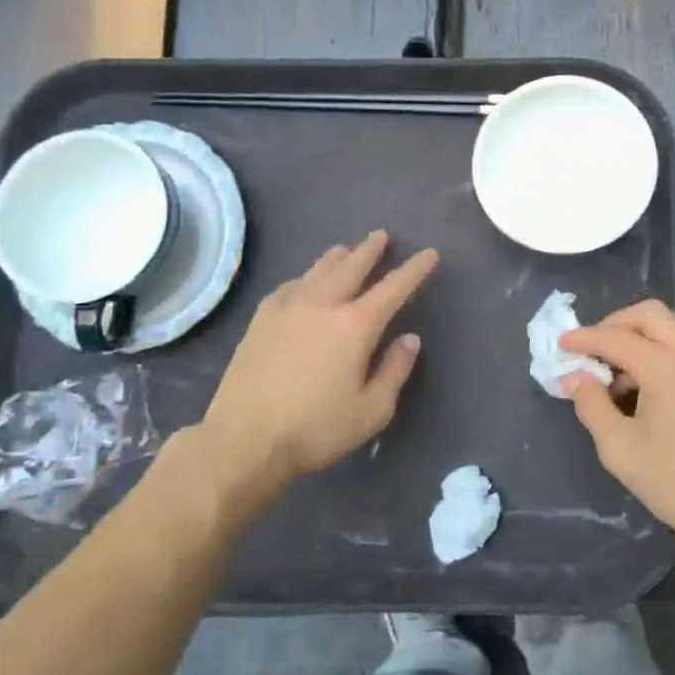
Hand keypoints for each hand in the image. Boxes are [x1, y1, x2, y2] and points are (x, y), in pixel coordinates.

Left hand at [167, 231, 438, 511]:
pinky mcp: (261, 319)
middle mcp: (323, 305)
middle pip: (352, 266)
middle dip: (371, 249)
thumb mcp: (372, 410)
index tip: (429, 253)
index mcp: (356, 325)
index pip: (394, 287)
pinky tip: (304, 282)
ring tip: (346, 250)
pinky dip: (305, 277)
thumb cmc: (316, 429)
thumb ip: (395, 371)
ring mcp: (288, 308)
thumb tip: (410, 339)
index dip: (414, 269)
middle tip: (382, 236)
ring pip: (318, 270)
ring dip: (337, 257)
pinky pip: (290, 285)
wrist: (244, 438)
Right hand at [561, 301, 674, 553]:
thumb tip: (575, 377)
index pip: (617, 338)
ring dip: (637, 340)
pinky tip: (643, 387)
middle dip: (614, 325)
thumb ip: (592, 405)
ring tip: (613, 376)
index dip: (585, 339)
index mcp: (668, 367)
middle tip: (589, 351)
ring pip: (669, 329)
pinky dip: (658, 353)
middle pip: (649, 316)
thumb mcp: (620, 449)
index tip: (561, 344)